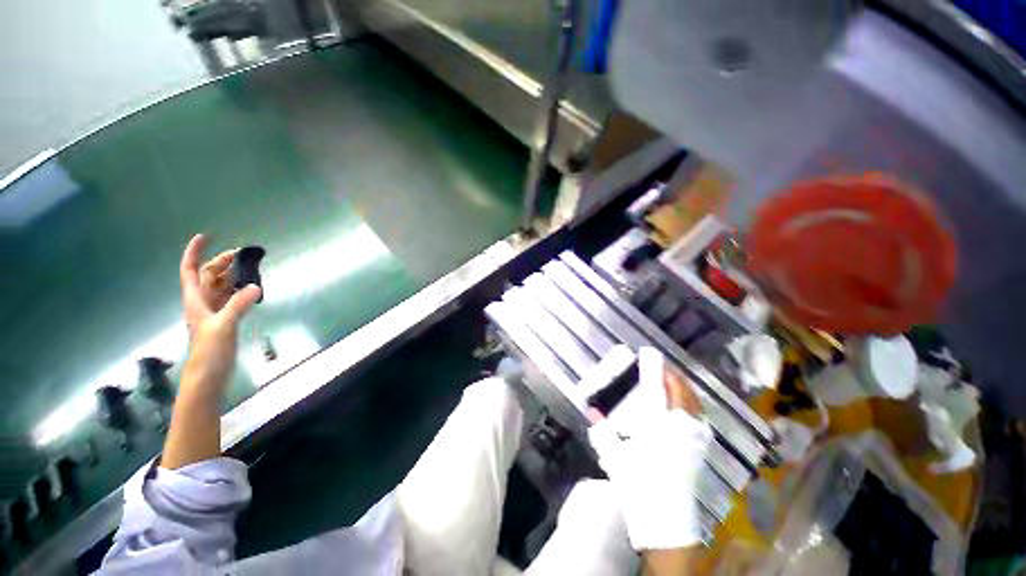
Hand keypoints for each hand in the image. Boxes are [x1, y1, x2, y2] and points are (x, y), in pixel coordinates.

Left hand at [179, 234, 261, 396]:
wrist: (208, 374)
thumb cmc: (209, 351)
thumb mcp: (223, 326)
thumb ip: (238, 305)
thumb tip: (255, 286)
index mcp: (196, 300)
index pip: (190, 270)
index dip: (194, 252)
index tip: (205, 237)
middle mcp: (203, 302)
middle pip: (208, 275)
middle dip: (221, 261)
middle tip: (242, 254)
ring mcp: (214, 311)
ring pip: (220, 286)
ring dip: (231, 274)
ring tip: (249, 267)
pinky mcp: (224, 320)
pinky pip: (230, 297)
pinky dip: (239, 289)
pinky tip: (250, 288)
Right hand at [588, 349, 710, 550]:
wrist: (665, 523)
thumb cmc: (639, 486)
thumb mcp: (616, 457)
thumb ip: (604, 431)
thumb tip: (592, 411)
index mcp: (659, 427)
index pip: (658, 390)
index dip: (654, 369)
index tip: (649, 353)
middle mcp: (680, 429)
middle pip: (682, 394)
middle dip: (673, 376)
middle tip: (662, 366)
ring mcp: (694, 441)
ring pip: (694, 406)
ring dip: (684, 390)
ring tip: (674, 382)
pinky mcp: (699, 452)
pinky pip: (699, 419)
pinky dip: (692, 407)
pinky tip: (685, 409)